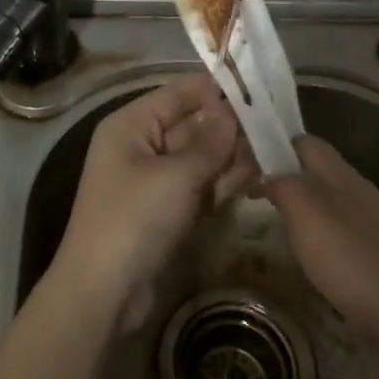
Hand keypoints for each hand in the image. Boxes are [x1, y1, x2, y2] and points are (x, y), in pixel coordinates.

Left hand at [51, 74, 255, 325]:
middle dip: (229, 125)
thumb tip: (233, 114)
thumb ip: (210, 143)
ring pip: (199, 157)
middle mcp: (141, 146)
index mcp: (131, 125)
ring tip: (273, 148)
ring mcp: (155, 181)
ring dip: (231, 155)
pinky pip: (199, 186)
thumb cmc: (135, 218)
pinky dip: (223, 182)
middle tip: (274, 122)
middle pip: (191, 125)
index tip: (256, 86)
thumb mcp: (177, 175)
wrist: (104, 292)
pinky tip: (256, 175)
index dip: (214, 89)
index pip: (178, 94)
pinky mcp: (167, 211)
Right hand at [260, 135, 378, 347]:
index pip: (302, 141)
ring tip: (274, 225)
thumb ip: (283, 186)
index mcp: (337, 173)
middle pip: (316, 169)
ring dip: (302, 205)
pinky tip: (312, 258)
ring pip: (329, 199)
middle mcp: (356, 189)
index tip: (242, 164)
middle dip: (285, 175)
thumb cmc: (357, 259)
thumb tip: (266, 173)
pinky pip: (342, 230)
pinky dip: (320, 235)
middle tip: (251, 196)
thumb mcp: (308, 215)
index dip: (273, 143)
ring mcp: (372, 222)